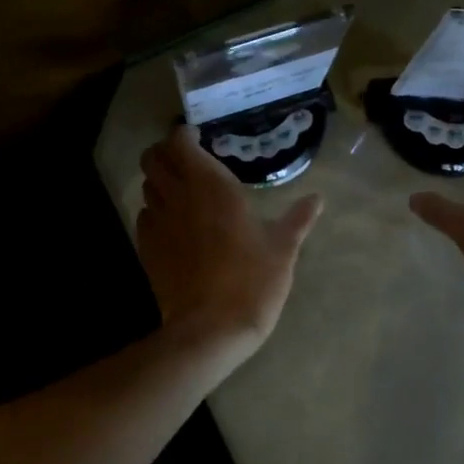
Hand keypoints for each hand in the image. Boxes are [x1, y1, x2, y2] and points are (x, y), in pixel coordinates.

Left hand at [136, 125, 322, 350]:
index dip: (184, 135)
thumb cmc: (252, 281)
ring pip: (146, 186)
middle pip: (153, 158)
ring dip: (160, 180)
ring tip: (181, 190)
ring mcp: (158, 223)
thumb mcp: (283, 249)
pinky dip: (155, 211)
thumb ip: (298, 219)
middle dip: (165, 152)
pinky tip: (174, 224)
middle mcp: (179, 196)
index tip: (199, 138)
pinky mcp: (147, 249)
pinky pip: (145, 216)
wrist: (211, 329)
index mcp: (211, 186)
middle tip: (186, 159)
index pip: (180, 142)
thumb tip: (318, 199)